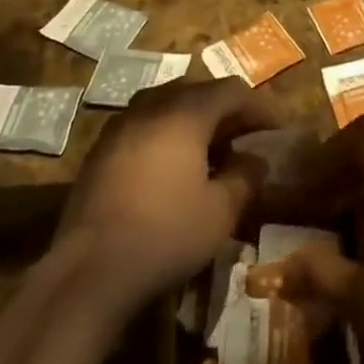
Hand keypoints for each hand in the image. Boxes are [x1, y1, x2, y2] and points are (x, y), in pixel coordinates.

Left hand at [56, 78, 280, 307]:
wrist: (87, 272)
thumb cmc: (164, 234)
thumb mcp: (219, 213)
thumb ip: (243, 179)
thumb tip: (256, 161)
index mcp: (186, 111)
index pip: (232, 90)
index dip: (259, 107)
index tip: (277, 128)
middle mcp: (153, 104)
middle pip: (199, 92)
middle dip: (226, 112)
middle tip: (245, 138)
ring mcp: (122, 124)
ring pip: (168, 106)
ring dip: (194, 122)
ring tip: (211, 152)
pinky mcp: (101, 149)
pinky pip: (145, 126)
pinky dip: (167, 136)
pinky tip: (172, 169)